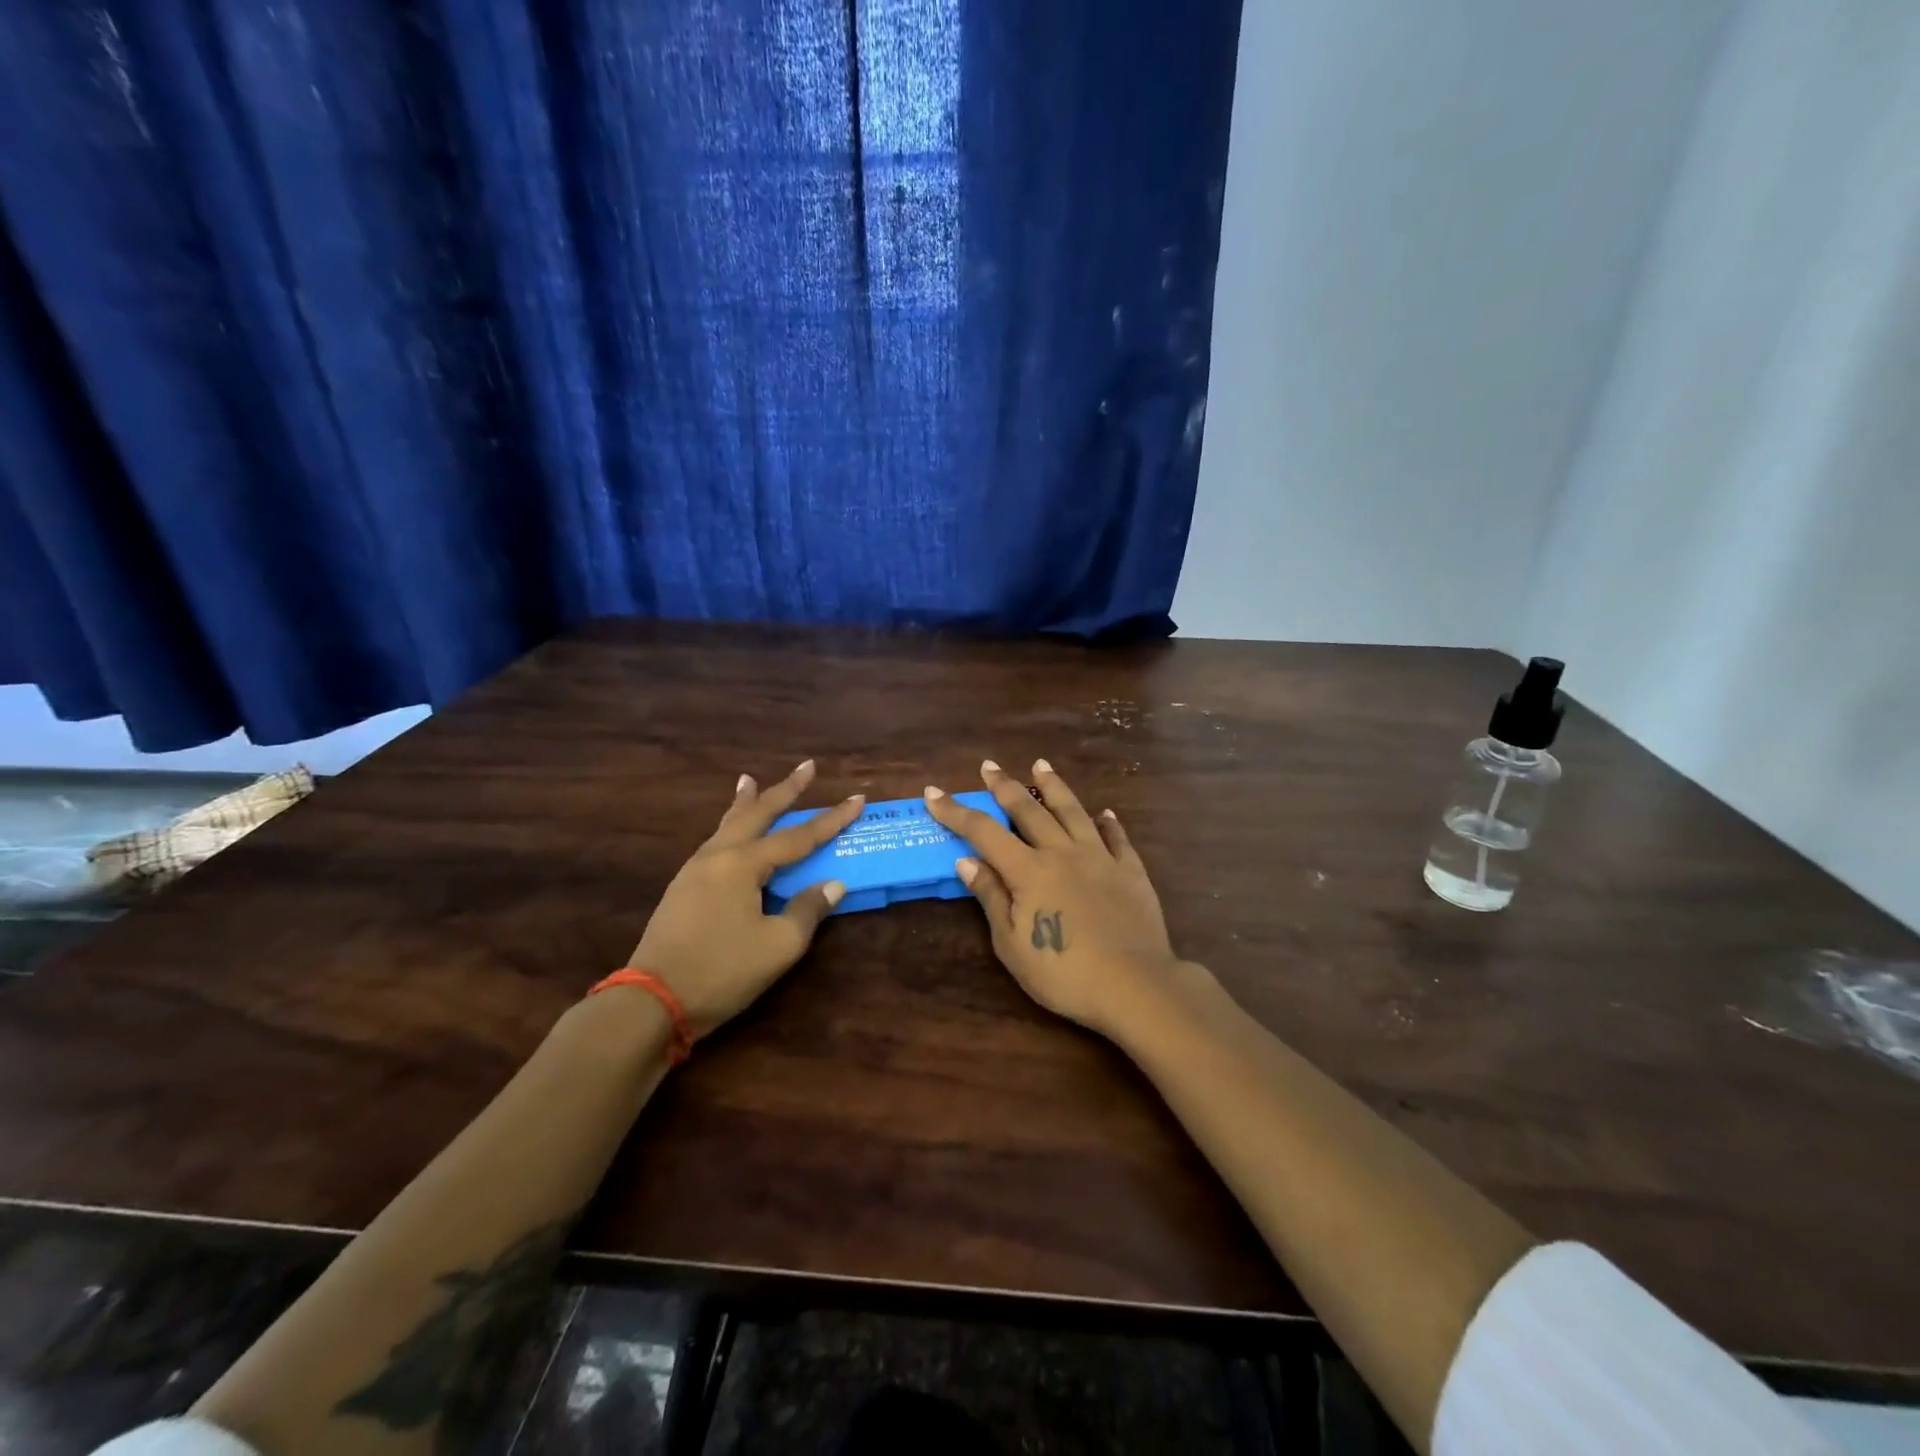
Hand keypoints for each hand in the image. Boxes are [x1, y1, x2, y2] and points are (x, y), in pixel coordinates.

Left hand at [630, 761, 863, 1037]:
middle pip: (756, 813)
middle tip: (807, 766)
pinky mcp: (682, 888)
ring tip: (750, 780)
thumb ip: (808, 910)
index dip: (831, 819)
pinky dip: (729, 825)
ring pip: (728, 824)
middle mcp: (717, 856)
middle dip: (784, 789)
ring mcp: (694, 870)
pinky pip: (715, 842)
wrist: (652, 1001)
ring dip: (747, 802)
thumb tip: (833, 885)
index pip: (798, 836)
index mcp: (743, 864)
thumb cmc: (722, 971)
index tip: (857, 798)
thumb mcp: (778, 946)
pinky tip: (730, 831)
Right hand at [923, 760, 1181, 1036]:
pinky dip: (1108, 823)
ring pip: (1073, 811)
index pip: (983, 831)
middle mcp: (1062, 852)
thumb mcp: (1012, 944)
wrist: (1135, 985)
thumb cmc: (1064, 973)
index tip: (933, 792)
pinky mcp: (1130, 871)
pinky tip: (1105, 814)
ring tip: (1041, 765)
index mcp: (1028, 870)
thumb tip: (966, 860)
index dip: (956, 811)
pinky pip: (1117, 838)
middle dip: (1004, 786)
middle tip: (989, 765)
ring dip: (1054, 786)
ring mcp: (1100, 858)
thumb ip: (991, 897)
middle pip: (1029, 810)